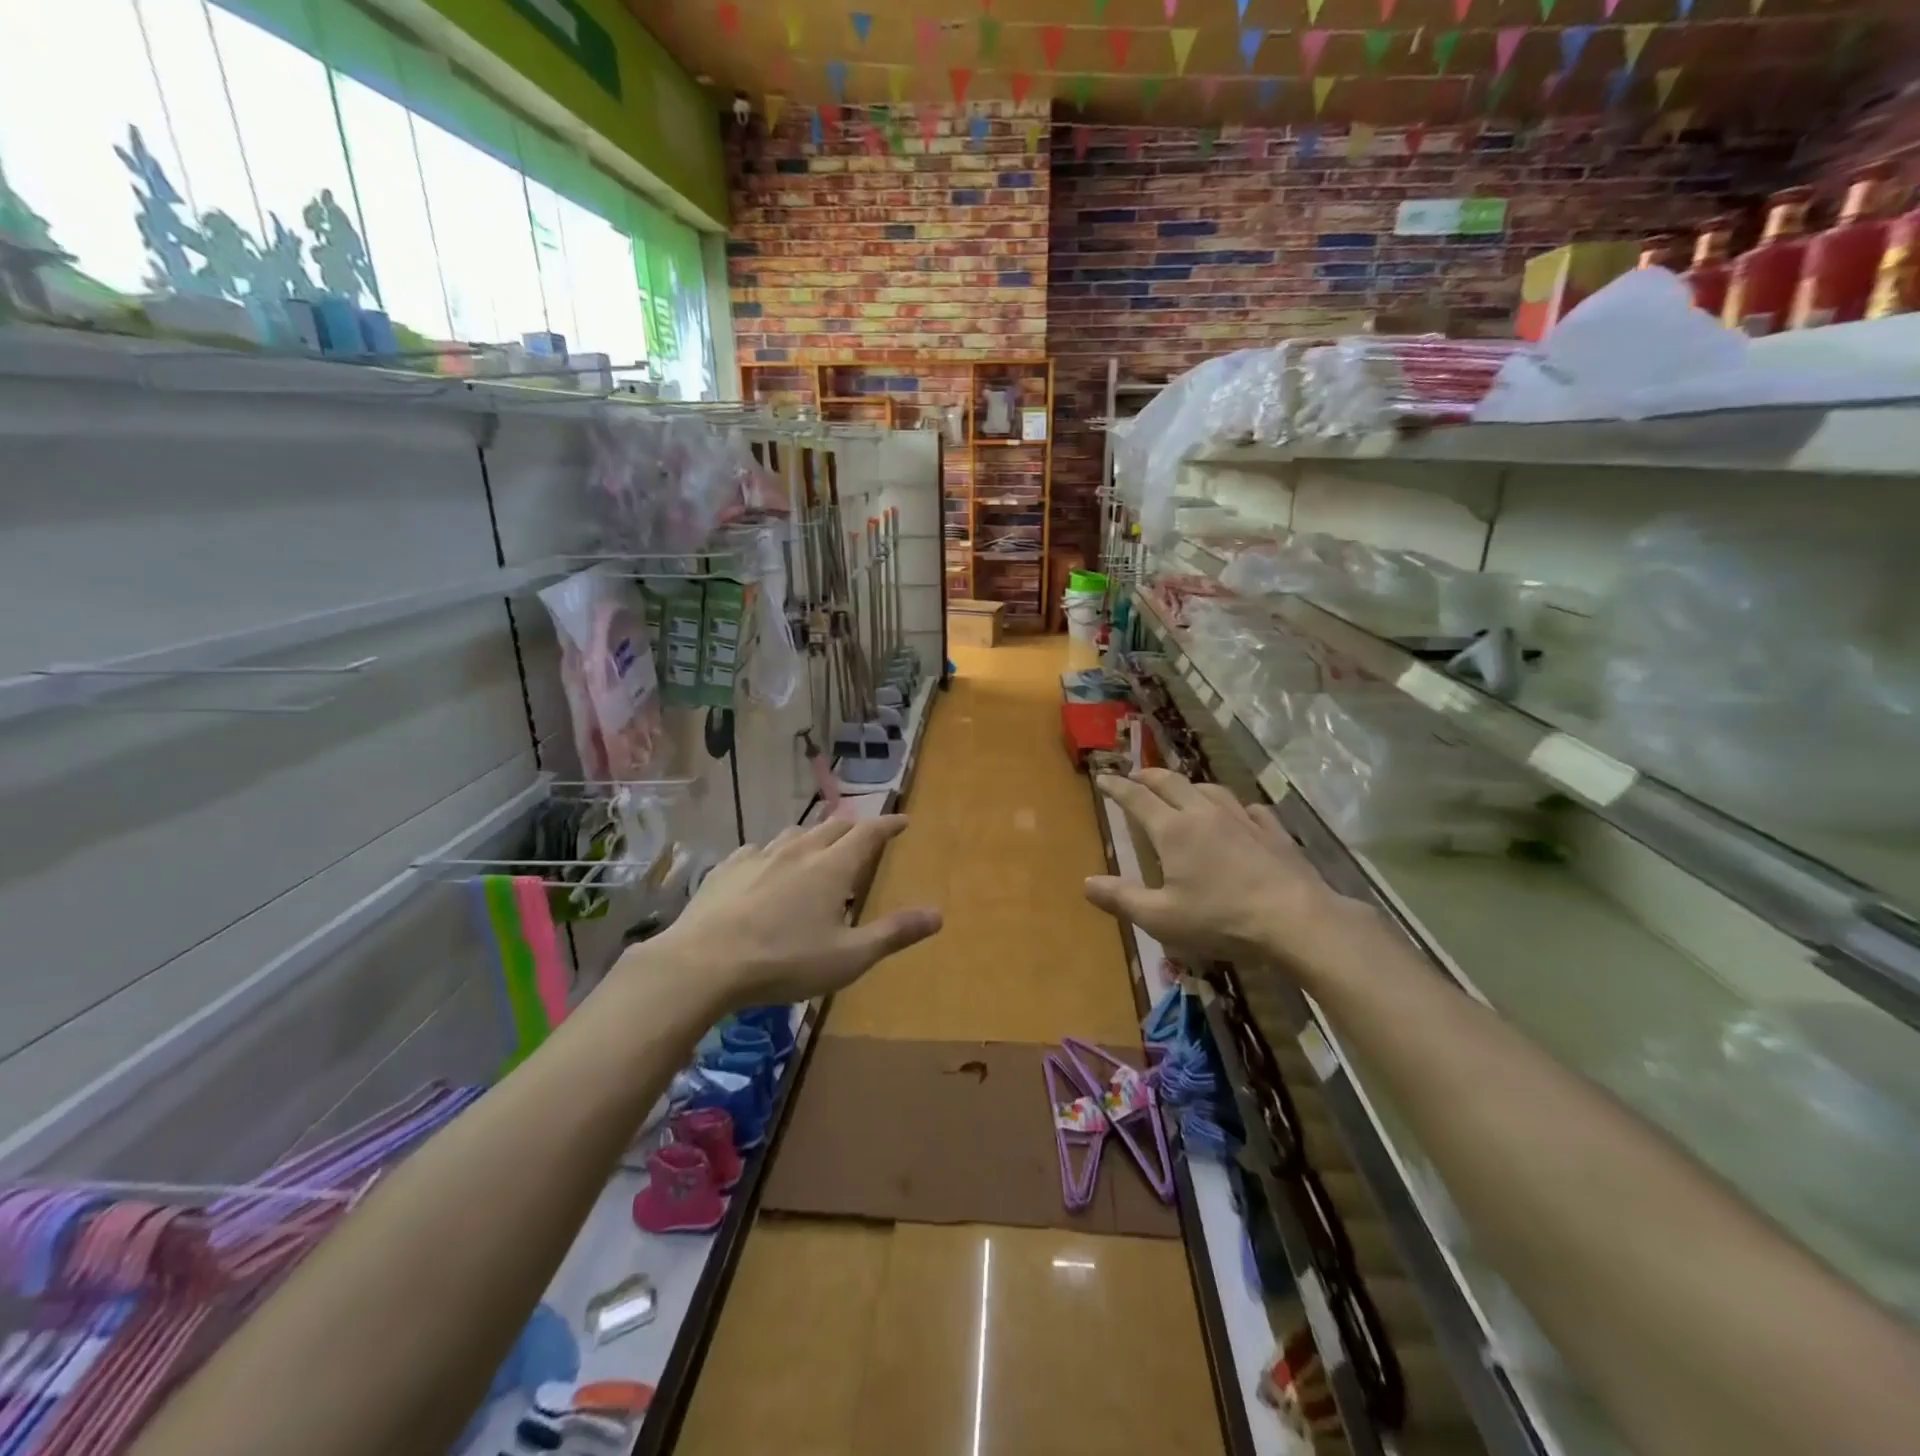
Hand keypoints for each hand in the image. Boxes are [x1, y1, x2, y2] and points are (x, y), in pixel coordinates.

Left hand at [646, 814, 941, 1009]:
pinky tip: (765, 864)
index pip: (868, 833)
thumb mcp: (849, 956)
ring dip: (813, 835)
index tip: (903, 820)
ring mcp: (759, 856)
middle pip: (833, 827)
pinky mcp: (728, 868)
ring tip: (818, 845)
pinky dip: (773, 851)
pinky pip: (758, 849)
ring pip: (794, 833)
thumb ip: (894, 933)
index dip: (888, 824)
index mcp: (832, 868)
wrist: (704, 963)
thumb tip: (938, 914)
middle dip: (854, 827)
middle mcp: (798, 851)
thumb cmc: (784, 961)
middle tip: (864, 834)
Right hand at [1085, 769, 1372, 972]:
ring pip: (1210, 790)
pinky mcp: (1274, 832)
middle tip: (1136, 776)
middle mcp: (1204, 814)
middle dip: (1149, 776)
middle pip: (1172, 783)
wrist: (1296, 918)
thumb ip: (1122, 899)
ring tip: (1183, 791)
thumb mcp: (1161, 918)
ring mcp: (1242, 820)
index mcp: (1173, 830)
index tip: (1103, 777)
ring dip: (1190, 786)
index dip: (1117, 787)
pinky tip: (1240, 814)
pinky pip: (1249, 809)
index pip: (1137, 799)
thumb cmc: (1221, 919)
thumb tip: (1086, 883)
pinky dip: (1235, 807)